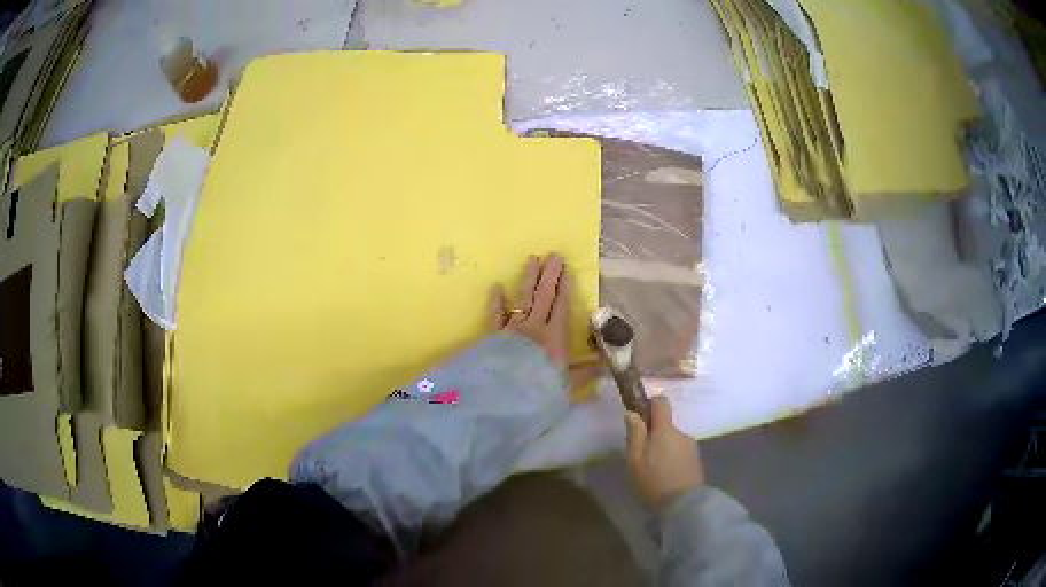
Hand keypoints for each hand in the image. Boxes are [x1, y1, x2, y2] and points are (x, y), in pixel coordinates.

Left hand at [490, 253, 601, 386]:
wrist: (505, 397)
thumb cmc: (540, 391)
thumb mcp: (568, 385)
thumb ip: (585, 374)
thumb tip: (605, 366)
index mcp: (555, 337)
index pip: (562, 307)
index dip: (566, 288)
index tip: (568, 270)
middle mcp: (534, 327)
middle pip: (543, 296)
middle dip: (550, 275)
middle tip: (553, 255)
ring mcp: (513, 329)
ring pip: (522, 298)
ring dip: (528, 278)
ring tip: (532, 259)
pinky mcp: (495, 335)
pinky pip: (496, 314)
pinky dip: (497, 301)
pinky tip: (496, 287)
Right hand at [625, 396, 703, 508]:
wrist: (683, 503)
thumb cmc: (654, 480)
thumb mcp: (635, 459)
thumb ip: (635, 434)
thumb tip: (632, 413)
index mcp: (665, 429)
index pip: (661, 403)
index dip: (650, 404)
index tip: (640, 415)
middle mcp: (681, 433)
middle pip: (666, 426)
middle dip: (654, 436)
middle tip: (642, 455)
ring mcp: (691, 447)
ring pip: (673, 441)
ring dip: (664, 449)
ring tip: (654, 470)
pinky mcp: (696, 461)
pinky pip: (680, 453)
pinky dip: (672, 459)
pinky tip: (665, 476)